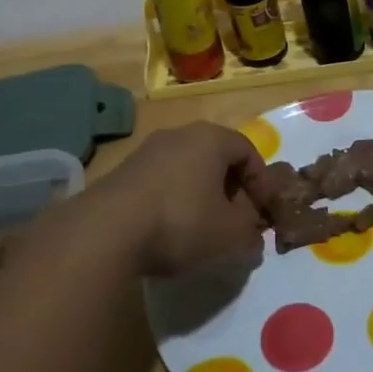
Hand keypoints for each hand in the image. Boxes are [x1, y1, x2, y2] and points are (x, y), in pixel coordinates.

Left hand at [92, 123, 266, 275]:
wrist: (108, 229)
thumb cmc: (182, 221)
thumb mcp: (230, 235)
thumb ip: (250, 234)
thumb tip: (253, 237)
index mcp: (211, 138)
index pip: (249, 152)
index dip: (262, 184)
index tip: (264, 215)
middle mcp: (180, 134)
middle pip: (217, 158)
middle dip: (232, 191)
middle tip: (238, 223)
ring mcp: (148, 150)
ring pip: (188, 170)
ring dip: (202, 197)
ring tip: (205, 231)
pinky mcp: (125, 172)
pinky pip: (163, 182)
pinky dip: (175, 201)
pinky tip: (171, 231)